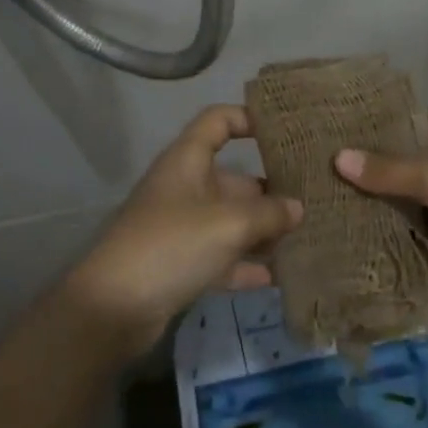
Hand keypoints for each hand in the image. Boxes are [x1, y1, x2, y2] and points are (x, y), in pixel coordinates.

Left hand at [62, 105, 303, 356]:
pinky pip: (222, 256)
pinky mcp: (180, 265)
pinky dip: (246, 263)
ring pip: (230, 220)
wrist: (112, 309)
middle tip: (315, 198)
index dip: (248, 118)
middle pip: (233, 178)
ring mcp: (181, 228)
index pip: (218, 121)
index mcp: (187, 161)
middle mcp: (185, 188)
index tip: (285, 130)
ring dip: (263, 230)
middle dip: (271, 189)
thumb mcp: (228, 224)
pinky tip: (280, 275)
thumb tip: (297, 208)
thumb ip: (268, 213)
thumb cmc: (171, 245)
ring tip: (308, 236)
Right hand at [334, 111, 427, 319]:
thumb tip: (339, 157)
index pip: (423, 122)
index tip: (342, 137)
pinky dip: (410, 235)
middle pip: (420, 162)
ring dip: (393, 206)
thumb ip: (392, 170)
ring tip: (339, 205)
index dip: (386, 129)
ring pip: (424, 199)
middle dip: (383, 172)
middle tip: (330, 175)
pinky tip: (369, 237)